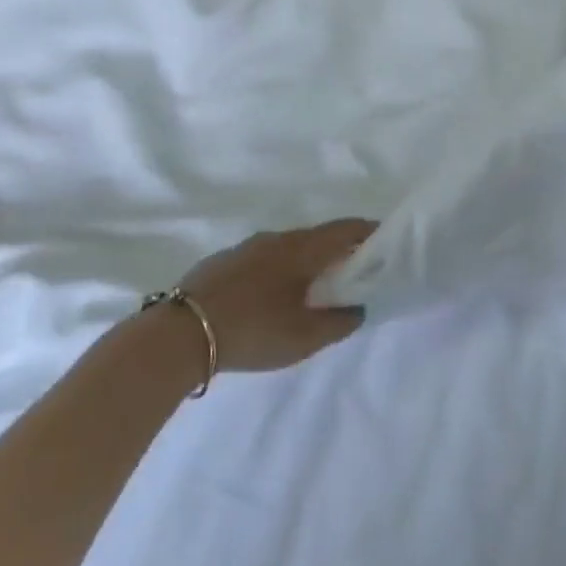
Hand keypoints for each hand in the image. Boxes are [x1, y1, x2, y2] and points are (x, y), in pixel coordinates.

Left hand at [177, 220, 375, 373]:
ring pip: (288, 248)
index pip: (346, 229)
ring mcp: (246, 248)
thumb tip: (358, 308)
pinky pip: (264, 260)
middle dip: (339, 250)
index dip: (369, 232)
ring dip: (306, 262)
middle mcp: (277, 238)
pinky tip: (273, 296)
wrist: (178, 334)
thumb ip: (340, 322)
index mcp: (303, 248)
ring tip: (314, 287)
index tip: (387, 241)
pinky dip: (279, 271)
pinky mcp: (222, 263)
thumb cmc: (253, 329)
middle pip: (318, 237)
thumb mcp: (305, 337)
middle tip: (354, 272)